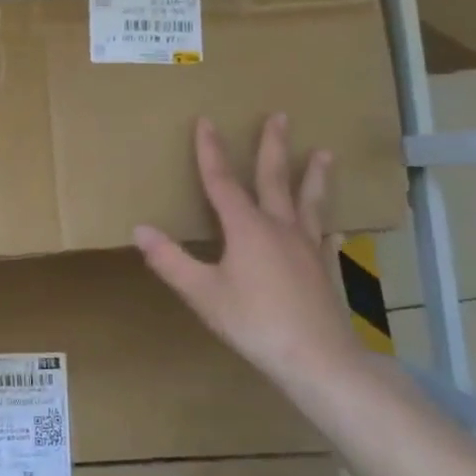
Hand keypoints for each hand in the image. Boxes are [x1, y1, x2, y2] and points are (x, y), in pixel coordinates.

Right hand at [134, 114, 362, 387]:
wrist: (318, 359)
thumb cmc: (254, 322)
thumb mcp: (202, 293)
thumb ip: (170, 260)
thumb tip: (140, 229)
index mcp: (246, 228)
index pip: (222, 181)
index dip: (211, 151)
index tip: (207, 121)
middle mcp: (279, 228)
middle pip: (274, 179)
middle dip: (274, 146)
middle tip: (281, 116)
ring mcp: (307, 247)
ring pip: (309, 202)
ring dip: (313, 176)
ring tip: (325, 153)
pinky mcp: (324, 269)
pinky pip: (325, 237)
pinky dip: (327, 226)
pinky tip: (335, 227)